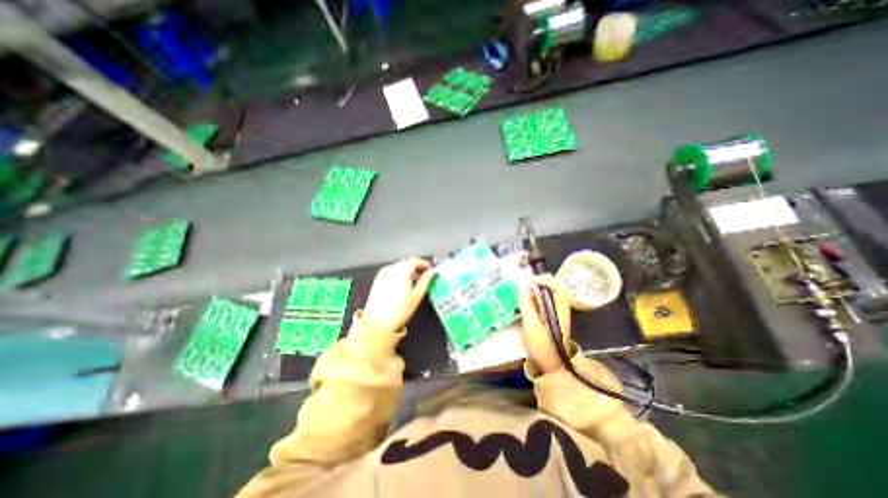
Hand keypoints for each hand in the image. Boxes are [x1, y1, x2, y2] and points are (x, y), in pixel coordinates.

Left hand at [360, 257, 436, 334]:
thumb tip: (433, 271)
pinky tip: (403, 284)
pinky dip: (399, 273)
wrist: (378, 322)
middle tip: (424, 275)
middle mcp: (391, 268)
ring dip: (408, 270)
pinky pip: (392, 271)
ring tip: (415, 280)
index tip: (431, 269)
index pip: (415, 261)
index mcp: (402, 270)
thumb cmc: (401, 309)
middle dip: (416, 266)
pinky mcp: (378, 279)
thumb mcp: (417, 295)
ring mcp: (383, 273)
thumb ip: (426, 280)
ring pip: (399, 266)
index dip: (424, 263)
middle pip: (406, 262)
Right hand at [519, 275, 572, 374]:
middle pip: (553, 287)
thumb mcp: (531, 325)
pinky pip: (546, 301)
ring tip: (524, 293)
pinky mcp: (553, 316)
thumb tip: (523, 289)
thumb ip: (527, 305)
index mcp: (558, 308)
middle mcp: (561, 307)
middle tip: (525, 286)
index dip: (543, 279)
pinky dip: (537, 298)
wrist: (553, 364)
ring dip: (537, 290)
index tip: (529, 281)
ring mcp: (558, 312)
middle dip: (539, 283)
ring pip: (549, 294)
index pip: (556, 286)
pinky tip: (527, 303)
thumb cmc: (542, 345)